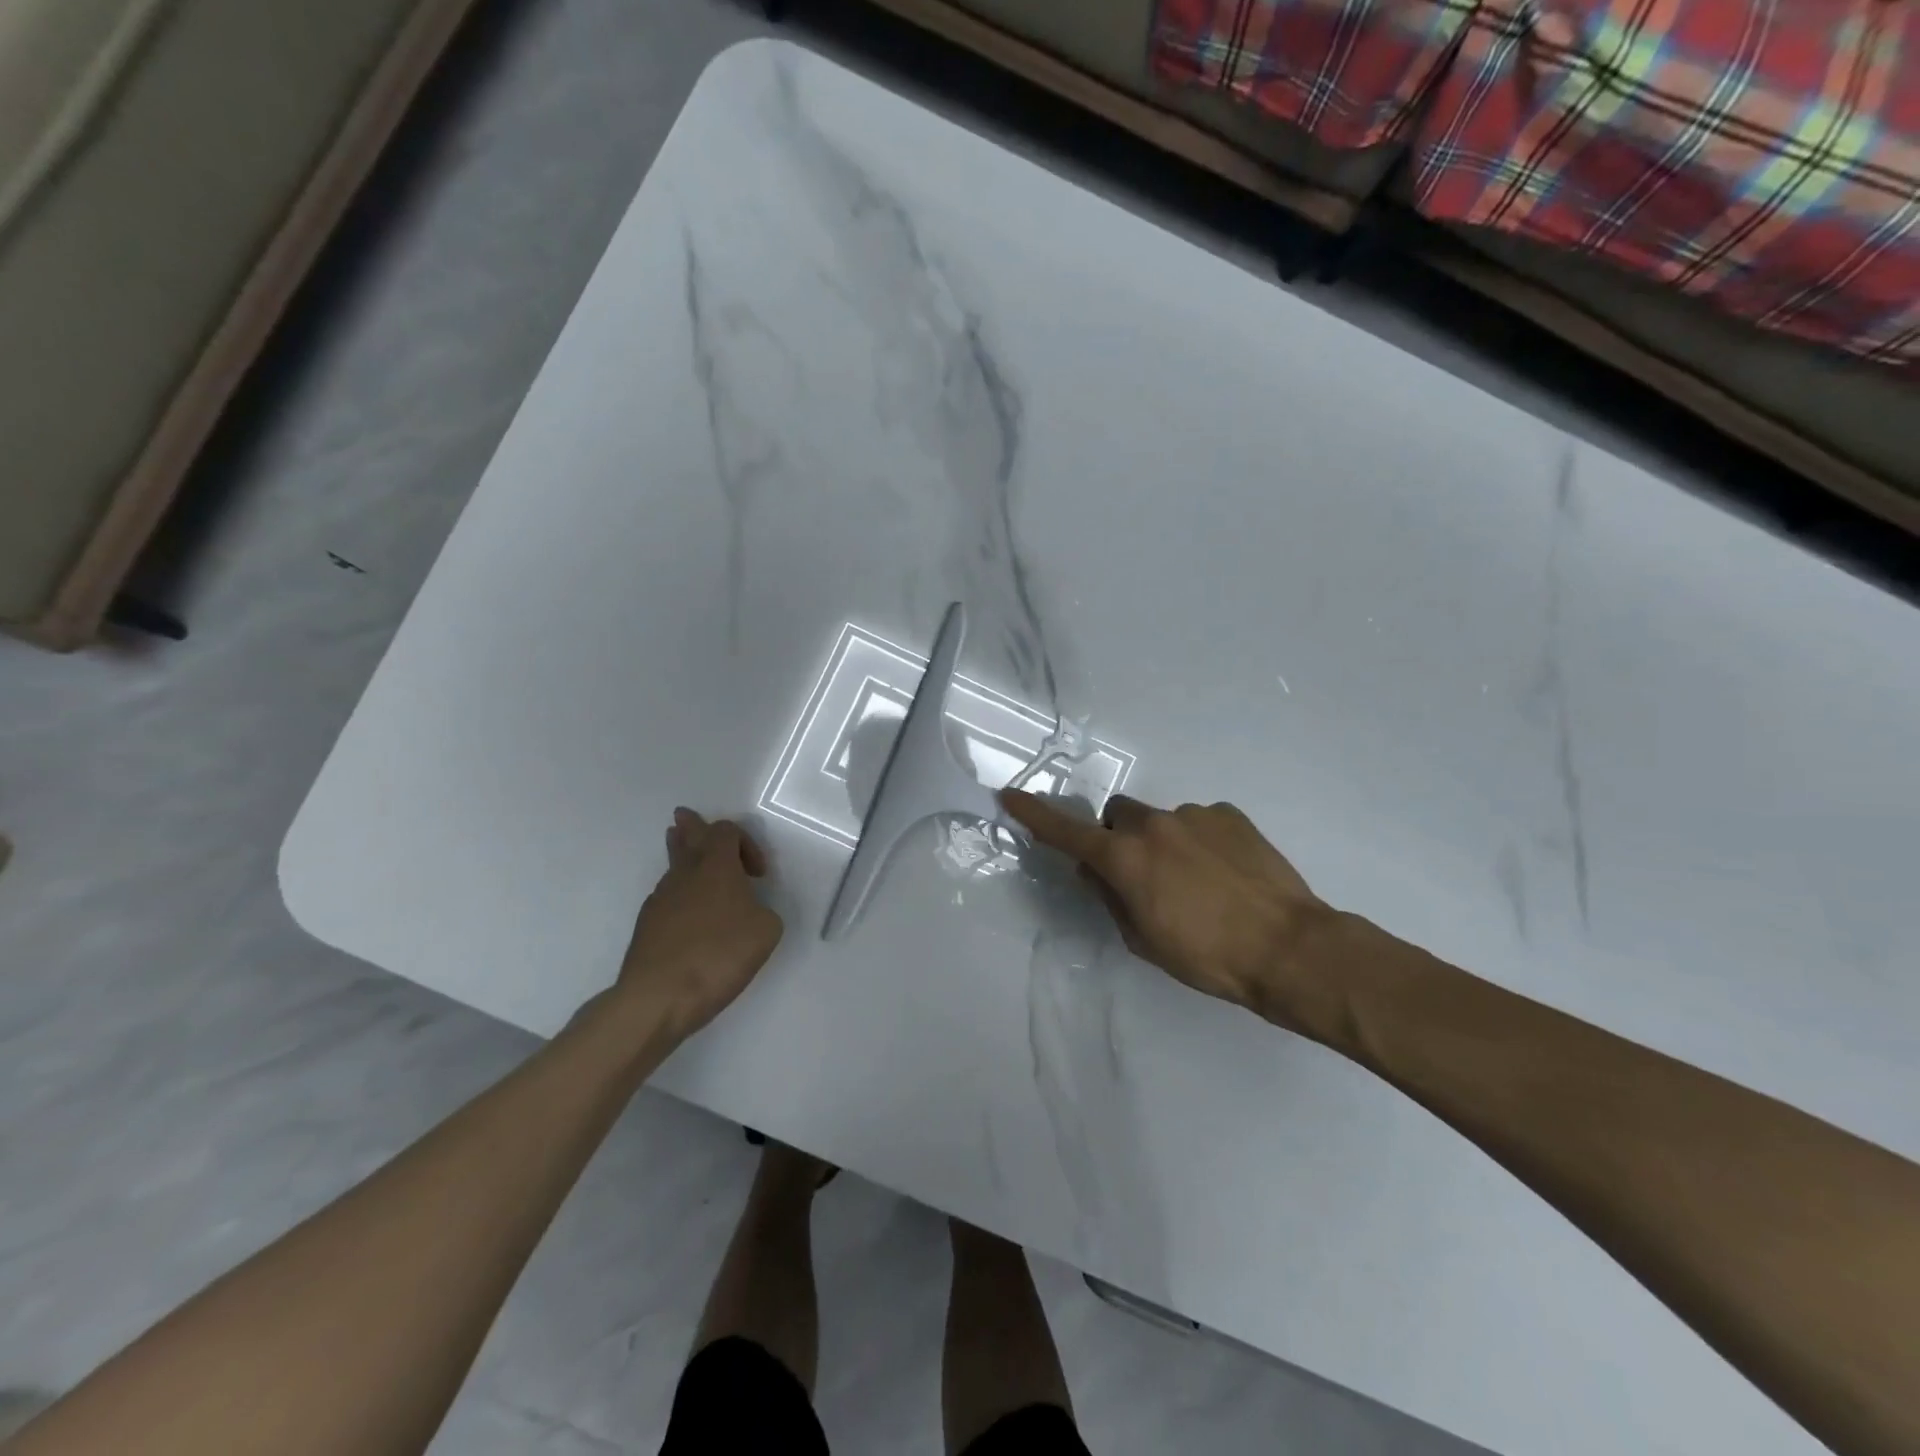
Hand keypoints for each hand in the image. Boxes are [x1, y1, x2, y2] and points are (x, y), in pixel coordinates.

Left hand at [618, 809, 783, 1040]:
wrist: (659, 997)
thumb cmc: (720, 955)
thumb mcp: (766, 931)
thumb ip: (763, 911)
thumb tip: (748, 911)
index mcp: (716, 866)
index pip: (726, 831)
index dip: (746, 843)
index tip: (758, 875)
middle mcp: (684, 874)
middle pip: (686, 837)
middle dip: (691, 827)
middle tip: (685, 816)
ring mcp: (660, 899)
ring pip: (672, 867)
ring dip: (682, 858)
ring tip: (683, 851)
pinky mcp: (646, 927)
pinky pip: (666, 898)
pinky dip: (679, 896)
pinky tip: (687, 914)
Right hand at [1001, 790, 1330, 1021]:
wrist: (1290, 948)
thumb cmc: (1208, 957)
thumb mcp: (1144, 940)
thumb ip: (1111, 899)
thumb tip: (1095, 873)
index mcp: (1125, 859)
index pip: (1067, 832)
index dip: (1035, 815)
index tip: (1011, 795)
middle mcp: (1153, 825)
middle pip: (1118, 816)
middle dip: (1119, 838)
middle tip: (1142, 874)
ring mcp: (1194, 815)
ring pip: (1161, 821)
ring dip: (1164, 843)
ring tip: (1199, 883)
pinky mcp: (1230, 815)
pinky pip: (1199, 822)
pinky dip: (1200, 842)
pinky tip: (1226, 874)